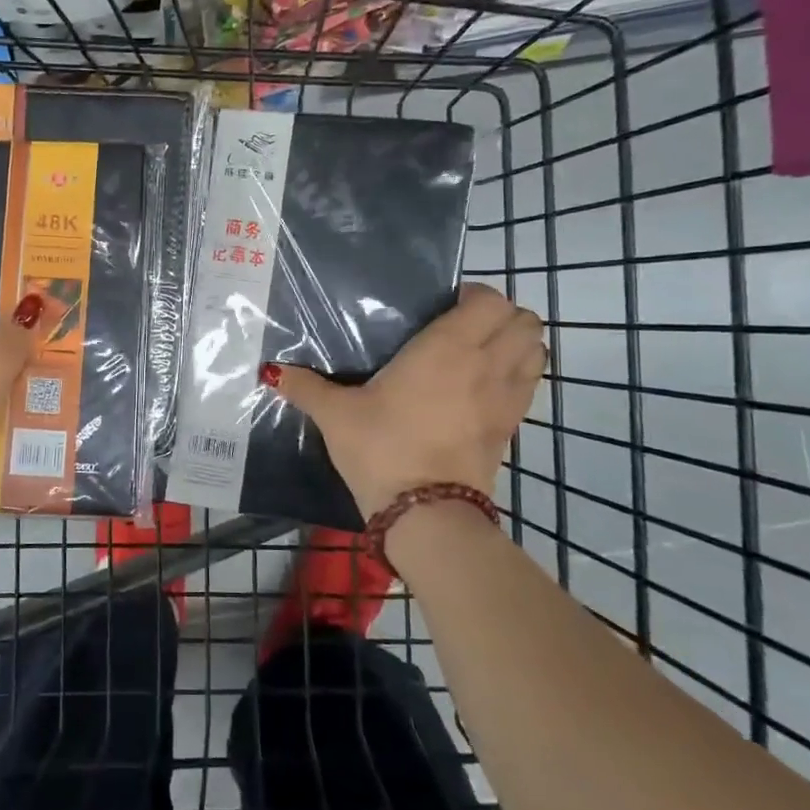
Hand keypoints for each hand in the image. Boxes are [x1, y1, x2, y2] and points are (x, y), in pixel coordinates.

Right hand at [267, 282, 546, 513]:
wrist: (425, 514)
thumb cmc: (382, 448)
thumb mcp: (335, 415)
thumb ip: (305, 387)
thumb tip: (272, 371)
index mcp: (446, 347)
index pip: (489, 300)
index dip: (474, 295)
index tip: (444, 306)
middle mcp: (486, 363)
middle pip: (524, 320)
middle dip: (501, 315)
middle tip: (462, 327)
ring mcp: (506, 397)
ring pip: (536, 349)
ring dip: (517, 342)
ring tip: (481, 352)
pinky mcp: (512, 427)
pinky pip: (530, 384)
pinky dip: (519, 374)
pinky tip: (485, 387)